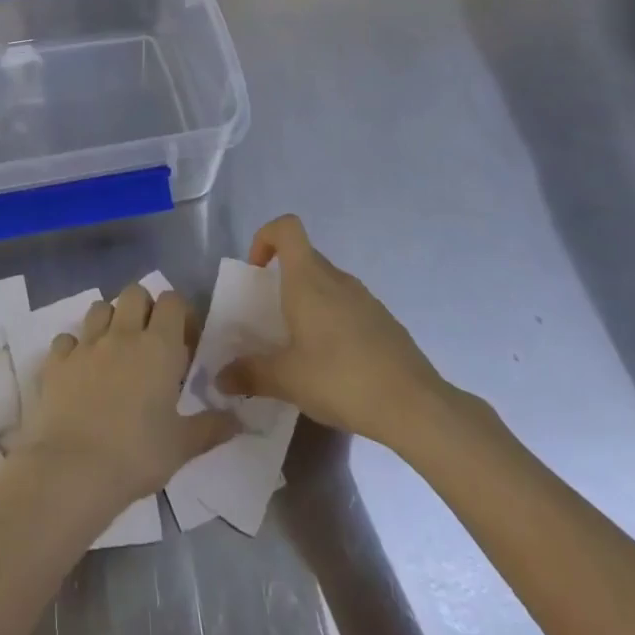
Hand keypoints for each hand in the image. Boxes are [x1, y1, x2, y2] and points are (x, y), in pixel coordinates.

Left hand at [17, 284, 237, 515]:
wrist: (73, 470)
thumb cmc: (136, 456)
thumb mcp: (182, 446)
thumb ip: (211, 427)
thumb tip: (238, 419)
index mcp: (159, 347)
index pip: (172, 301)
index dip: (180, 314)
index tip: (184, 342)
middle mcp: (122, 334)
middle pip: (134, 293)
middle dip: (144, 308)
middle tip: (149, 341)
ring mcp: (86, 344)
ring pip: (99, 306)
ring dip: (109, 320)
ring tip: (114, 350)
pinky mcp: (57, 360)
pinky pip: (66, 338)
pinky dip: (74, 347)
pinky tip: (79, 370)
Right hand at [218, 215, 459, 449]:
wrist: (415, 406)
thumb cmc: (341, 379)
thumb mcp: (287, 379)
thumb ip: (250, 374)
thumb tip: (219, 378)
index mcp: (308, 279)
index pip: (286, 227)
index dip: (265, 238)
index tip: (256, 272)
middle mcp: (337, 279)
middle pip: (304, 258)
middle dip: (282, 280)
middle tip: (270, 320)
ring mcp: (365, 299)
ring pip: (327, 285)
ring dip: (308, 303)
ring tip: (300, 347)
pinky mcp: (384, 322)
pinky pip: (348, 308)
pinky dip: (333, 322)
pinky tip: (334, 365)